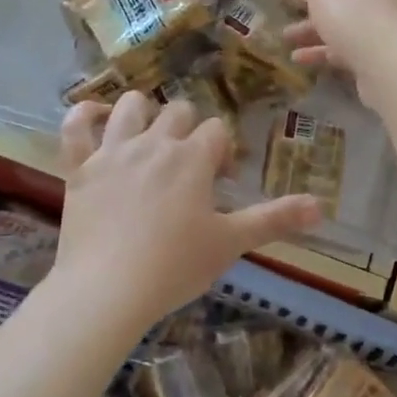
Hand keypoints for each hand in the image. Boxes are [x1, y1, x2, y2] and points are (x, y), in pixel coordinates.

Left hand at [55, 94, 322, 325]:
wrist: (108, 289)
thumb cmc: (175, 266)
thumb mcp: (231, 243)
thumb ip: (275, 219)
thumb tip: (321, 206)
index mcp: (192, 158)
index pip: (216, 130)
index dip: (222, 150)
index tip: (220, 181)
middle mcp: (153, 143)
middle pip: (177, 112)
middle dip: (188, 130)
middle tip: (189, 167)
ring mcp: (112, 151)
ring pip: (130, 107)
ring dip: (143, 112)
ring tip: (148, 136)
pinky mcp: (79, 167)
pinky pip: (75, 126)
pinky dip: (83, 116)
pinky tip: (93, 116)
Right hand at [272, 0, 396, 101]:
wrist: (393, 69)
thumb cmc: (355, 15)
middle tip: (287, 1)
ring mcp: (382, 26)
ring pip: (342, 21)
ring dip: (312, 27)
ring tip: (285, 36)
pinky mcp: (379, 57)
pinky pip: (346, 49)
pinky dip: (322, 51)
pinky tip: (298, 58)